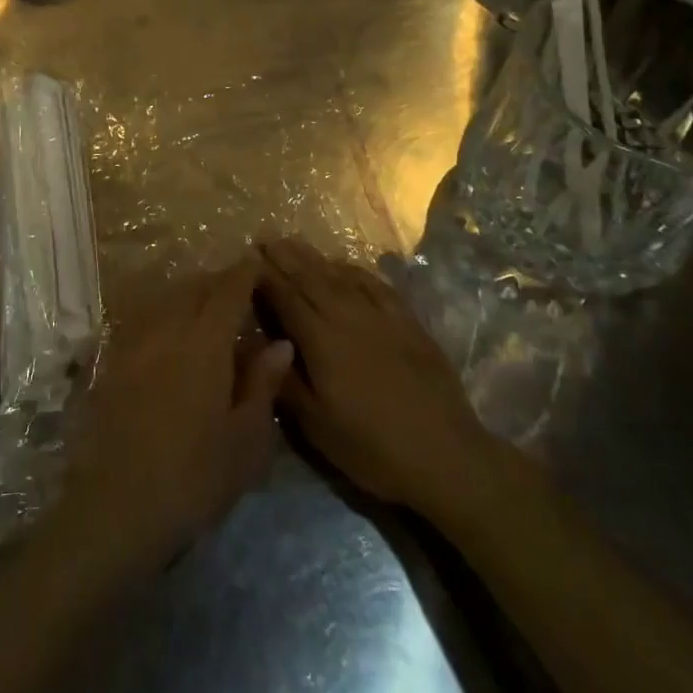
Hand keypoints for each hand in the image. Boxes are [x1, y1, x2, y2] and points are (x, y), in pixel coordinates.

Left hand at [57, 260, 293, 578]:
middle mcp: (168, 328)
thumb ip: (262, 384)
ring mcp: (135, 342)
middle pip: (195, 287)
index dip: (245, 273)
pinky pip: (143, 319)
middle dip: (218, 281)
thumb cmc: (194, 477)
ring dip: (189, 294)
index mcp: (205, 341)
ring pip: (166, 299)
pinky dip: (162, 313)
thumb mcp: (245, 440)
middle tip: (238, 289)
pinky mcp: (113, 361)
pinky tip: (168, 333)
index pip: (229, 290)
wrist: (117, 507)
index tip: (259, 264)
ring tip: (206, 307)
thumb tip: (279, 343)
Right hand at [258, 238, 495, 519]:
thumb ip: (284, 379)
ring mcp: (380, 315)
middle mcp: (347, 316)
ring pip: (339, 276)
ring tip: (294, 242)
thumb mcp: (317, 425)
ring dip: (314, 257)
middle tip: (264, 237)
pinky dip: (353, 270)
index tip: (246, 258)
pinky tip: (344, 265)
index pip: (285, 297)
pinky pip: (374, 284)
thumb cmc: (372, 447)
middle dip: (284, 256)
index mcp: (320, 339)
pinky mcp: (407, 321)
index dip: (264, 276)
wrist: (446, 455)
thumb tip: (258, 342)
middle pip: (310, 277)